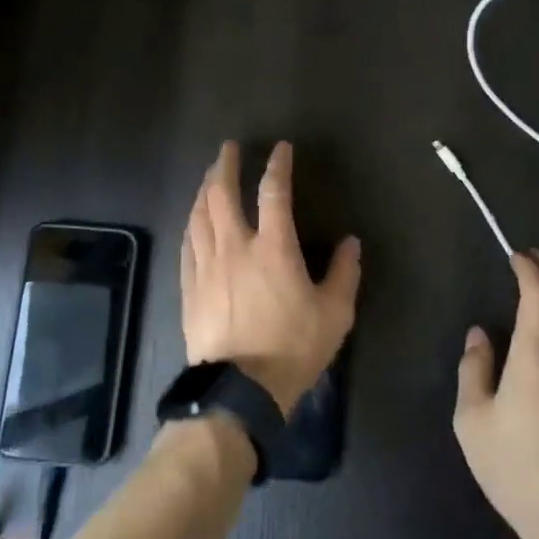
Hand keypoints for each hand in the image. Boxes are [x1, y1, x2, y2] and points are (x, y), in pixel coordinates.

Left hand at [180, 140, 361, 416]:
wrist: (239, 390)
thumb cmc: (292, 348)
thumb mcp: (334, 314)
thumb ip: (344, 274)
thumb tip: (351, 243)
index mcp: (273, 248)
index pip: (273, 192)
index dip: (277, 165)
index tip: (279, 148)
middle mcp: (235, 247)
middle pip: (222, 194)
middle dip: (225, 166)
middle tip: (228, 150)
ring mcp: (207, 266)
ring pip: (199, 215)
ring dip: (204, 189)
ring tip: (208, 177)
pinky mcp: (190, 287)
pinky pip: (187, 244)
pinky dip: (191, 223)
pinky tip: (193, 220)